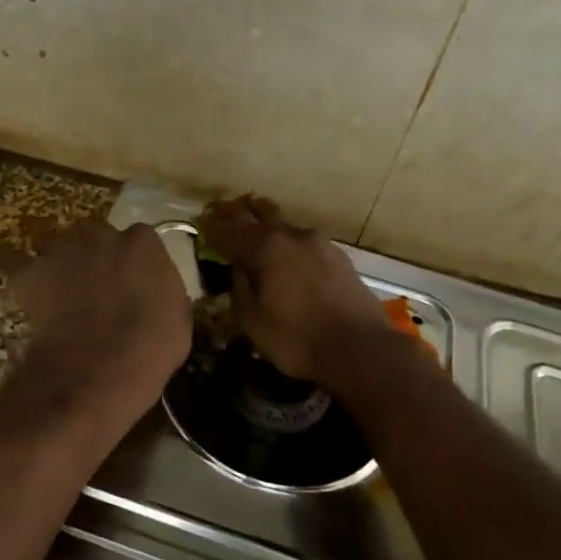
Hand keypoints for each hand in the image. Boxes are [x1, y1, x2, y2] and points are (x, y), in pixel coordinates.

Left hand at [0, 219, 191, 409]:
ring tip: (60, 290)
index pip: (140, 239)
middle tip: (97, 285)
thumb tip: (155, 295)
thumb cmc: (150, 346)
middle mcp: (101, 236)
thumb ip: (164, 294)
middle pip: (96, 235)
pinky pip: (16, 263)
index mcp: (143, 244)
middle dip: (96, 254)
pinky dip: (22, 275)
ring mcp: (62, 251)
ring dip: (60, 262)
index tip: (134, 280)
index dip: (134, 260)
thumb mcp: (177, 319)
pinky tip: (26, 291)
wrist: (99, 366)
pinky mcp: (30, 274)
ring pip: (58, 246)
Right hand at [197, 196, 396, 386]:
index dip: (212, 228)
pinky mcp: (338, 256)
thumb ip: (240, 287)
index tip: (200, 223)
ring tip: (254, 224)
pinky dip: (287, 240)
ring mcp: (319, 243)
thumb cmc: (297, 339)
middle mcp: (291, 235)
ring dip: (266, 223)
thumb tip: (237, 267)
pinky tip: (287, 251)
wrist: (360, 348)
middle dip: (238, 214)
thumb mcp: (252, 320)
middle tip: (222, 211)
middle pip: (258, 215)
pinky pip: (303, 240)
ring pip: (284, 225)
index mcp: (265, 248)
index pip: (229, 231)